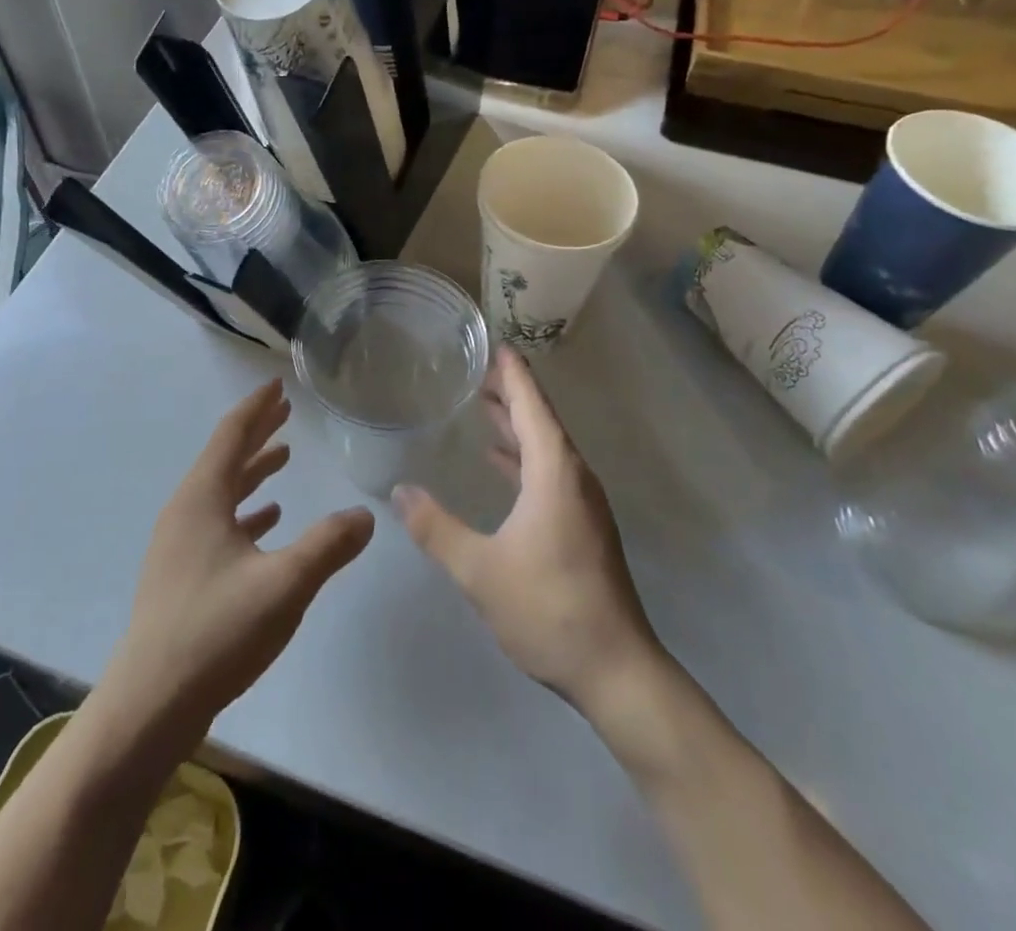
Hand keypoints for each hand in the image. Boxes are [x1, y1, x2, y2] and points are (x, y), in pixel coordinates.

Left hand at [105, 380, 375, 738]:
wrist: (150, 704)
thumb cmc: (216, 631)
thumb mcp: (284, 584)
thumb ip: (328, 546)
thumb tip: (367, 515)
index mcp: (202, 498)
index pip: (231, 435)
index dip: (256, 407)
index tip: (276, 384)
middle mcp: (186, 511)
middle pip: (225, 457)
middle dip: (256, 432)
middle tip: (285, 411)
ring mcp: (180, 544)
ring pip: (221, 491)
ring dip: (252, 471)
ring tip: (283, 456)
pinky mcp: (182, 574)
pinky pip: (218, 523)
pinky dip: (245, 511)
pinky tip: (268, 520)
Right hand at [393, 349, 656, 713]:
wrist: (617, 671)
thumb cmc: (548, 608)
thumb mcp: (479, 570)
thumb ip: (435, 528)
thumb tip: (398, 492)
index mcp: (554, 472)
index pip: (531, 405)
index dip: (512, 373)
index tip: (494, 343)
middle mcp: (573, 476)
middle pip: (540, 420)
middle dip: (510, 392)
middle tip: (476, 368)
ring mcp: (581, 502)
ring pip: (545, 446)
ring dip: (516, 423)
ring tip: (482, 404)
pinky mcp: (581, 525)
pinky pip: (549, 471)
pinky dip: (522, 455)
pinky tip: (499, 462)